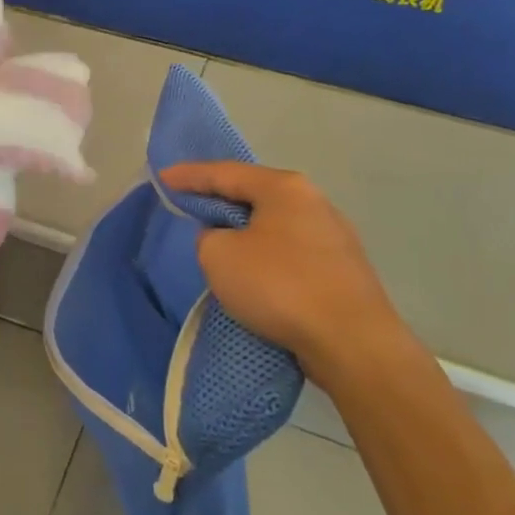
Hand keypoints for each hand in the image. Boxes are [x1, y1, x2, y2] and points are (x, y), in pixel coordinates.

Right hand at [161, 162, 419, 387]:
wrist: (351, 341)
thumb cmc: (279, 286)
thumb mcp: (219, 255)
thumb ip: (209, 237)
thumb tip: (225, 239)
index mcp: (284, 188)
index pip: (225, 173)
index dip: (189, 175)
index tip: (163, 177)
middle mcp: (314, 202)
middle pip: (254, 195)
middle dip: (221, 201)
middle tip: (190, 205)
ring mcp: (334, 236)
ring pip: (274, 225)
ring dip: (245, 232)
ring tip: (220, 243)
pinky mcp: (342, 270)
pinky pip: (291, 253)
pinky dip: (266, 256)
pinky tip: (255, 273)